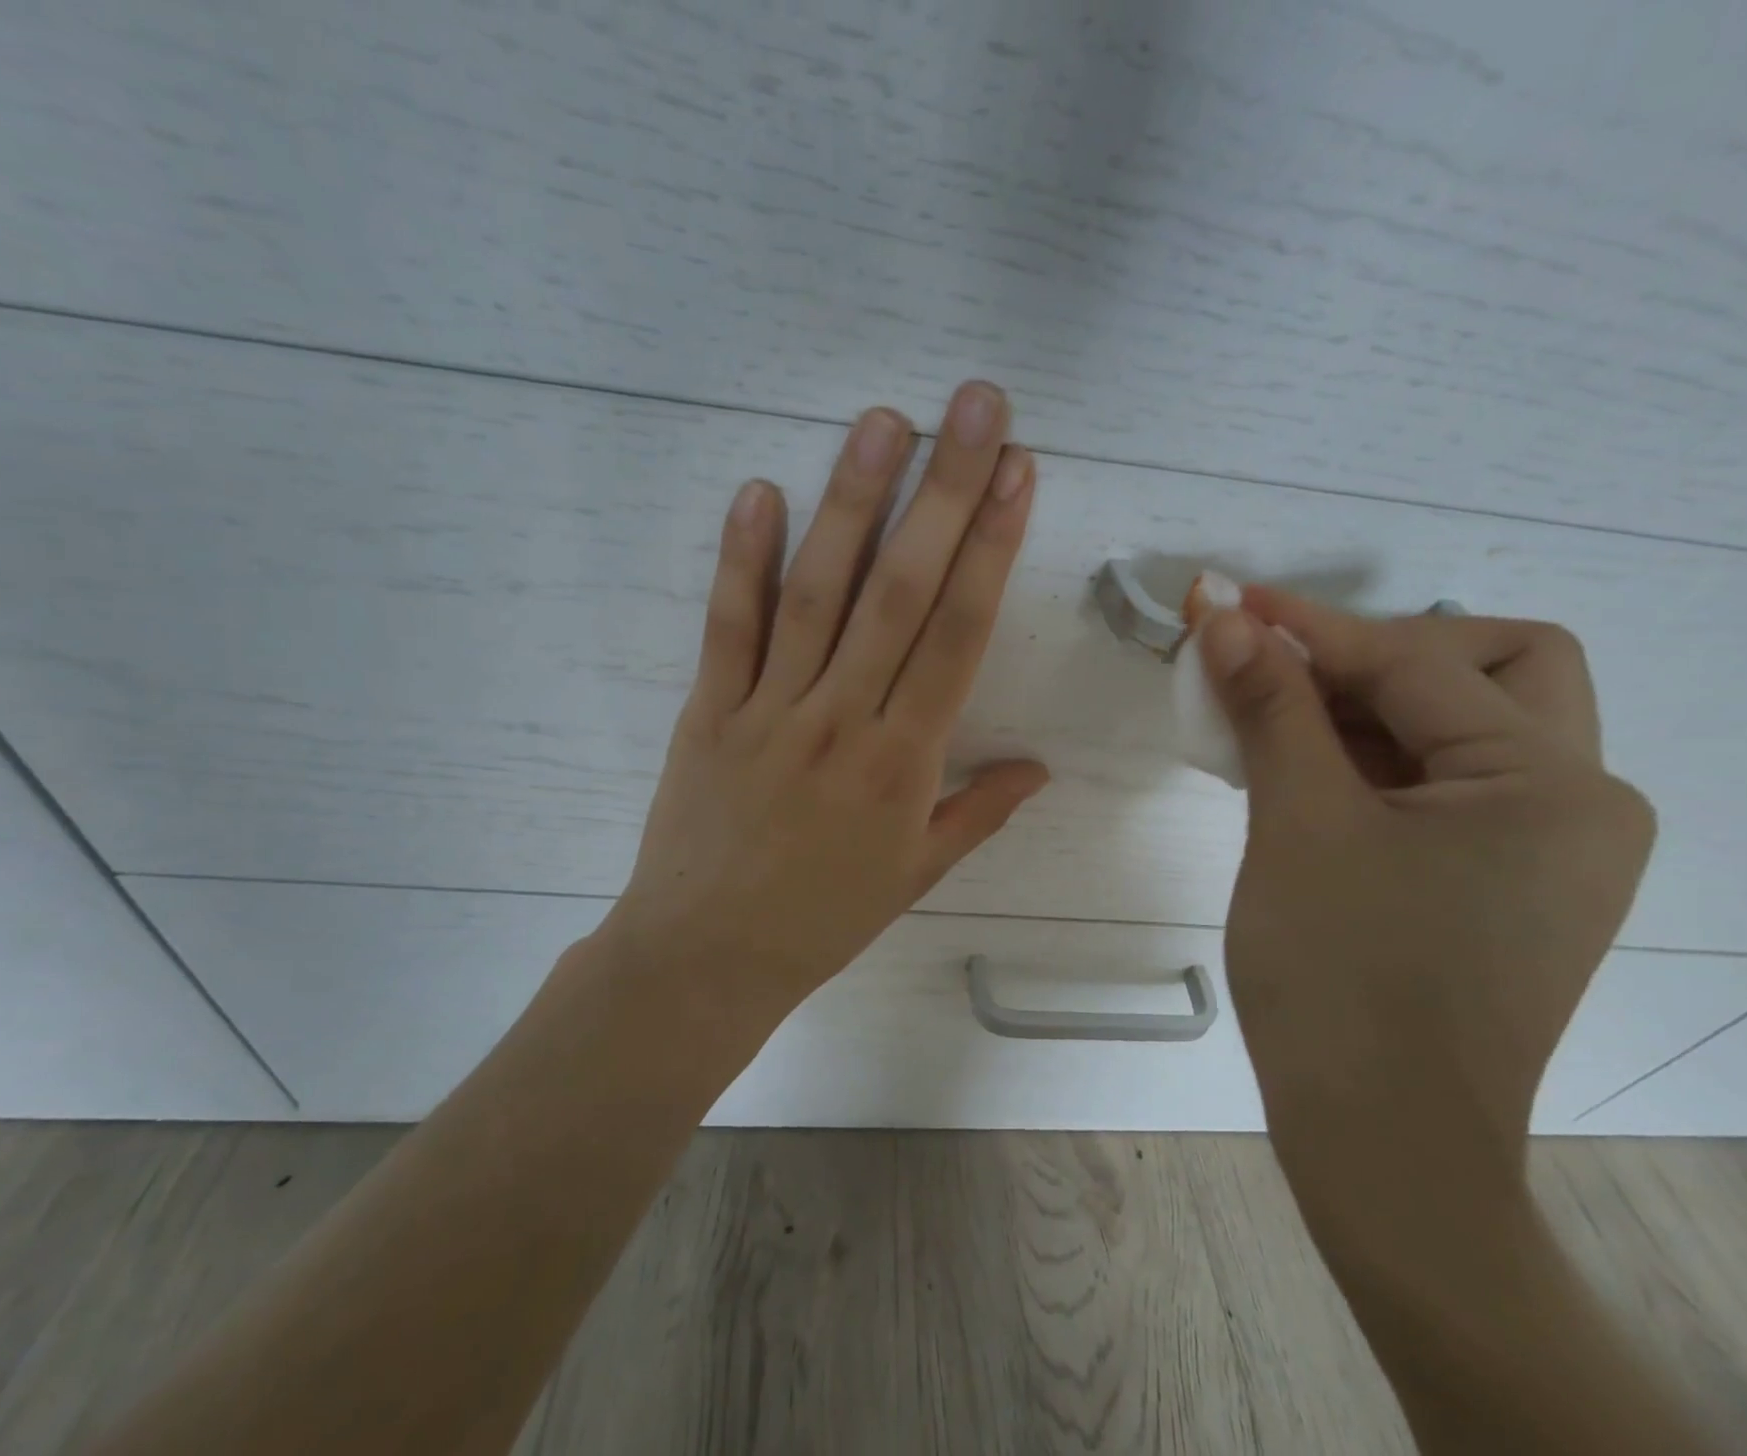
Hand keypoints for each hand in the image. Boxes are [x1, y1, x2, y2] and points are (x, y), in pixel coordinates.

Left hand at [602, 382, 1046, 1026]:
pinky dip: (742, 560)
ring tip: (882, 421)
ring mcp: (770, 710)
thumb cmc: (823, 919)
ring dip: (852, 502)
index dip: (993, 549)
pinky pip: (728, 627)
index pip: (959, 634)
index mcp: (905, 762)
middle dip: (945, 493)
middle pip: (901, 592)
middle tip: (974, 409)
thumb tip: (1040, 768)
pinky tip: (759, 491)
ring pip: (818, 593)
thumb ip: (979, 812)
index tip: (1019, 476)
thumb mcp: (916, 875)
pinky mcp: (708, 711)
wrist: (707, 958)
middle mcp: (843, 720)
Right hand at [1198, 589, 1655, 1193]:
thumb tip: (1225, 620)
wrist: (1380, 1146)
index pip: (1417, 664)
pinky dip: (1371, 759)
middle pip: (1493, 670)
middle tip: (1292, 669)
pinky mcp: (1503, 881)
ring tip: (1273, 718)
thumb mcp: (1297, 825)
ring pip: (1461, 728)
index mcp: (1551, 786)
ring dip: (1364, 707)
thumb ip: (1270, 707)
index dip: (1311, 627)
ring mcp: (1546, 848)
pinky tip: (1302, 770)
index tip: (1230, 602)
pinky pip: (1441, 784)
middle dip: (1385, 653)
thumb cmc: (1342, 980)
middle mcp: (1577, 804)